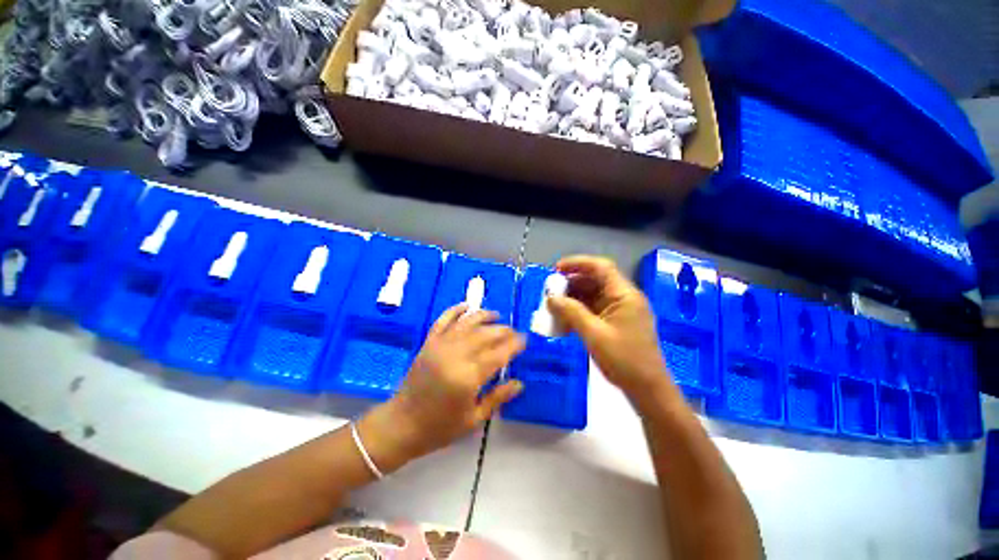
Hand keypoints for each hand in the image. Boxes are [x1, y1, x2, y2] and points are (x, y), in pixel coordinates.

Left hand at [359, 304, 525, 470]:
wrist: (401, 424)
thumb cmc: (440, 427)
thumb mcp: (473, 419)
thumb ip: (497, 398)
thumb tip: (519, 383)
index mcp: (468, 377)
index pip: (498, 354)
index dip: (514, 345)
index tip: (524, 339)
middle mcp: (455, 356)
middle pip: (485, 335)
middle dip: (503, 330)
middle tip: (514, 331)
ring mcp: (440, 346)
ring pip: (467, 323)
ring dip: (484, 316)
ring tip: (497, 315)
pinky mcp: (429, 343)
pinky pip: (443, 320)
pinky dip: (455, 310)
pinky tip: (467, 306)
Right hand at [547, 256, 673, 399]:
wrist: (647, 390)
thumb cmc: (624, 360)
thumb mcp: (593, 334)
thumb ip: (571, 312)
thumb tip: (550, 298)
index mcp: (624, 295)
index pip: (601, 267)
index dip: (577, 264)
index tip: (556, 269)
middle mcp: (623, 298)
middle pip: (595, 281)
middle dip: (571, 283)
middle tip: (550, 291)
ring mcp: (619, 311)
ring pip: (592, 296)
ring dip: (572, 299)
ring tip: (553, 305)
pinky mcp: (615, 323)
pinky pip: (593, 310)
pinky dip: (578, 312)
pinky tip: (564, 320)